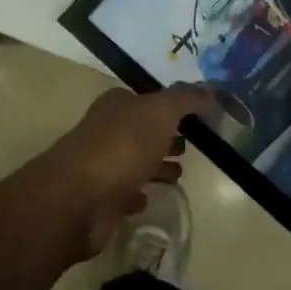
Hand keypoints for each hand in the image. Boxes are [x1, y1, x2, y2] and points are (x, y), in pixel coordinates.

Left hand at [35, 84, 215, 260]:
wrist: (81, 197)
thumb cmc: (123, 145)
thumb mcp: (160, 112)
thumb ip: (185, 99)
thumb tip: (210, 89)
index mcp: (116, 105)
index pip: (145, 100)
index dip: (168, 107)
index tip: (193, 118)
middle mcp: (105, 131)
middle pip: (140, 131)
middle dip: (163, 137)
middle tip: (189, 147)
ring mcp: (100, 166)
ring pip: (133, 162)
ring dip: (154, 167)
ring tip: (179, 174)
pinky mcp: (100, 200)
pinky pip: (123, 194)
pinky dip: (136, 195)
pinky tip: (148, 199)